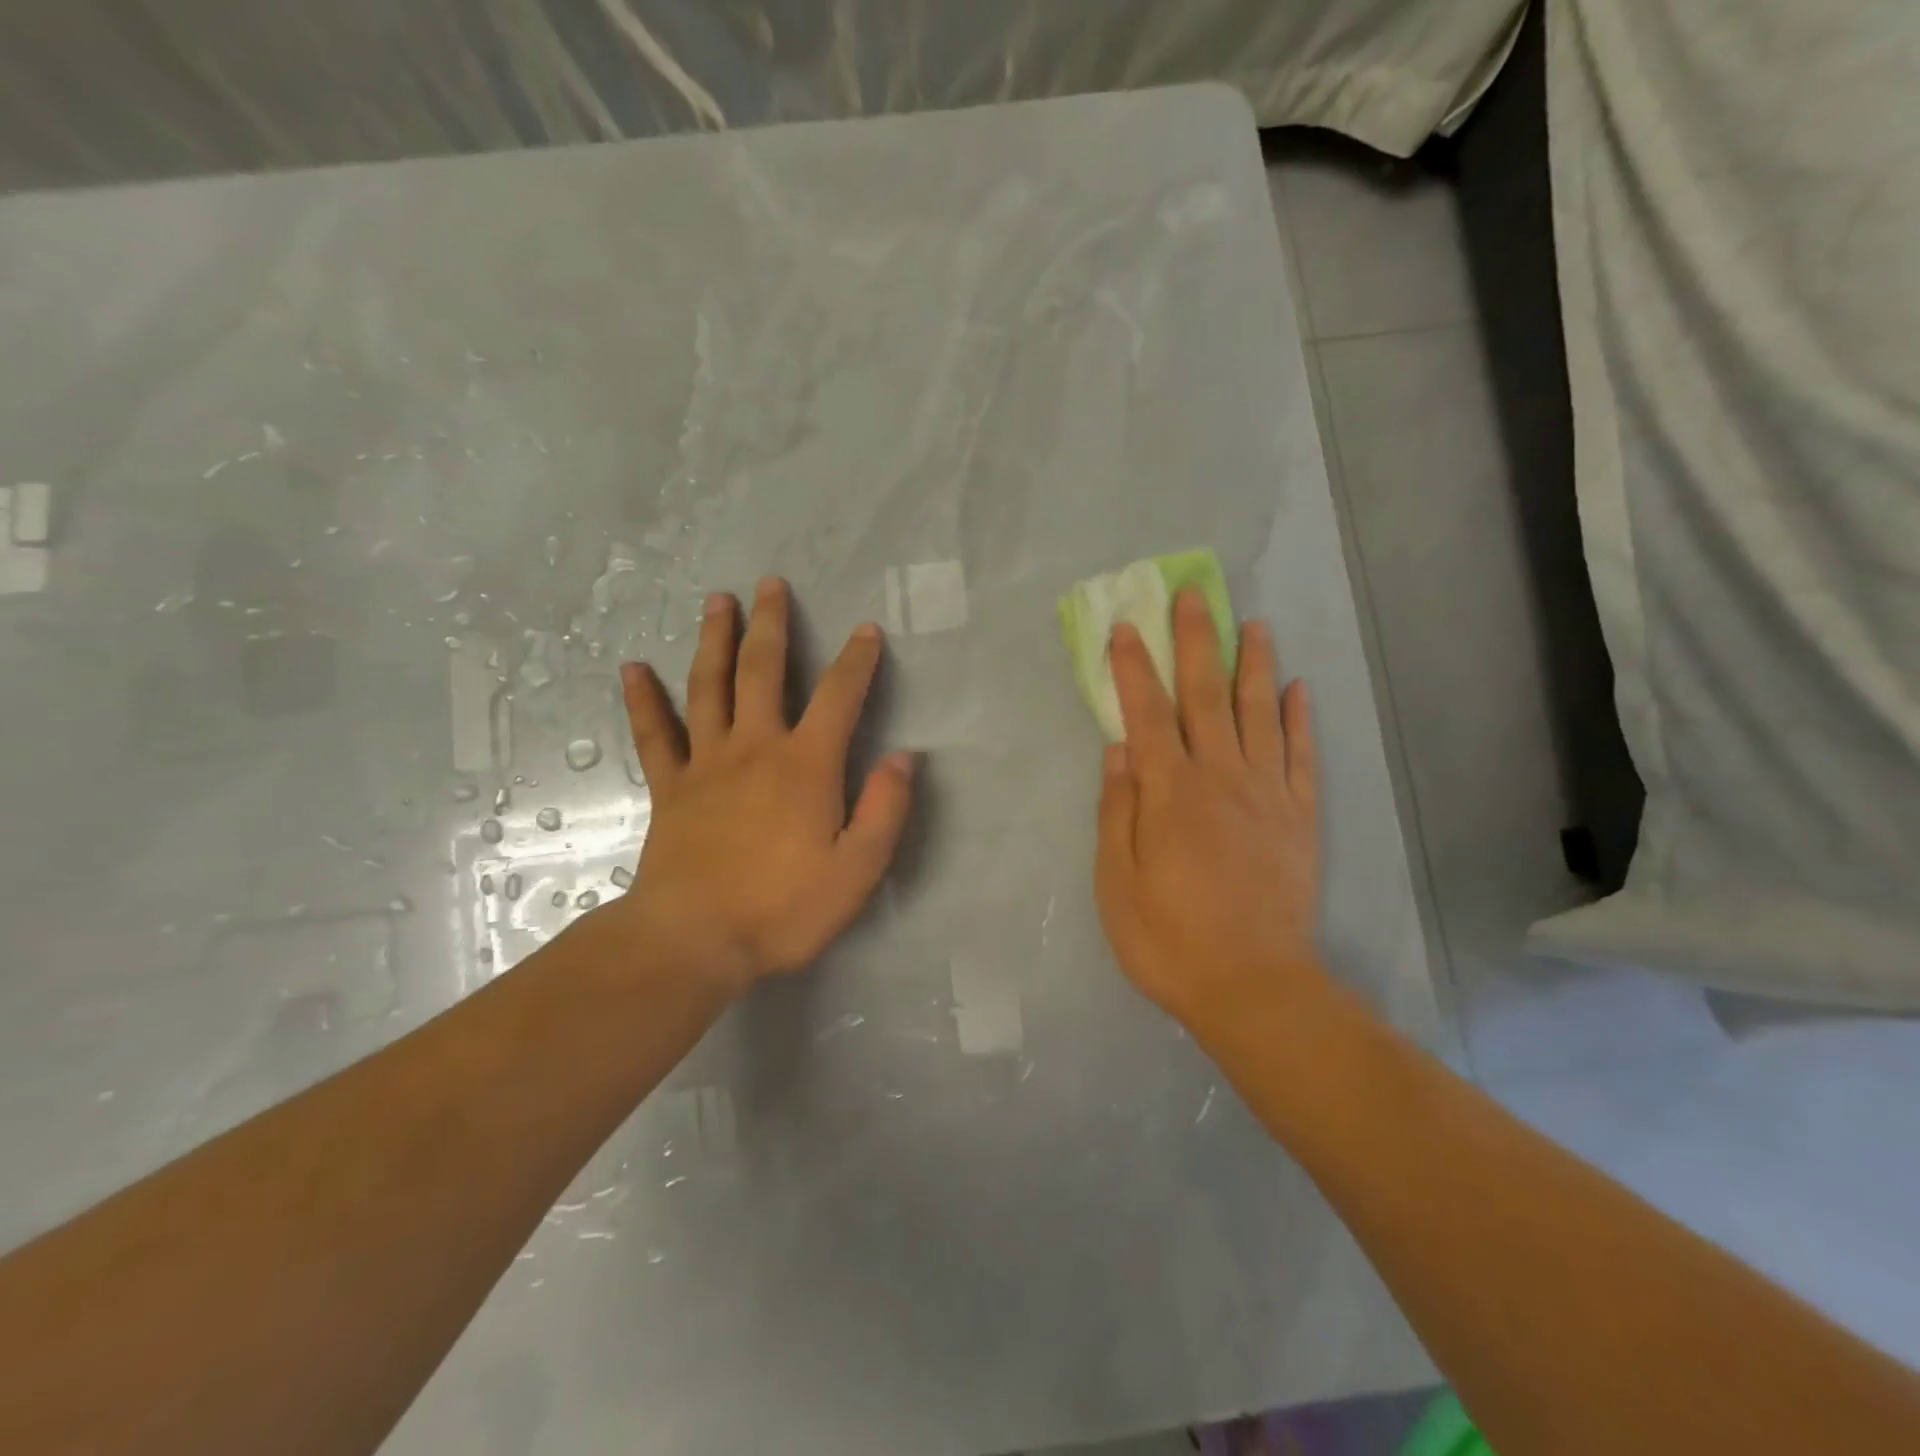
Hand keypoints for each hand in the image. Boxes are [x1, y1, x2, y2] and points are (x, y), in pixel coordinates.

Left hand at [612, 577, 914, 994]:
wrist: (693, 941)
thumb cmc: (783, 909)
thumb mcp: (857, 870)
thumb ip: (885, 810)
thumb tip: (903, 757)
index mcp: (806, 765)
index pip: (839, 697)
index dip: (857, 660)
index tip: (866, 630)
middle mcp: (756, 748)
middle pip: (764, 671)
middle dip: (772, 625)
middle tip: (771, 584)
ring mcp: (706, 763)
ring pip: (709, 686)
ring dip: (714, 640)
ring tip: (716, 600)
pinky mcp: (670, 787)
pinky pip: (655, 734)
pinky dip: (643, 700)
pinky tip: (632, 668)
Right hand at [1094, 587, 1325, 1040]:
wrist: (1254, 987)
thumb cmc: (1169, 938)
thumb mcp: (1117, 881)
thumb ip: (1118, 810)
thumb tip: (1118, 749)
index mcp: (1170, 792)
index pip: (1146, 712)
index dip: (1133, 667)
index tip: (1125, 626)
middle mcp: (1221, 777)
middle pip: (1205, 696)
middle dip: (1196, 642)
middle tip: (1194, 595)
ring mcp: (1267, 795)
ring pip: (1260, 713)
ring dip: (1253, 664)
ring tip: (1253, 624)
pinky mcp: (1300, 818)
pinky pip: (1302, 757)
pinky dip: (1301, 719)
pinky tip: (1299, 689)